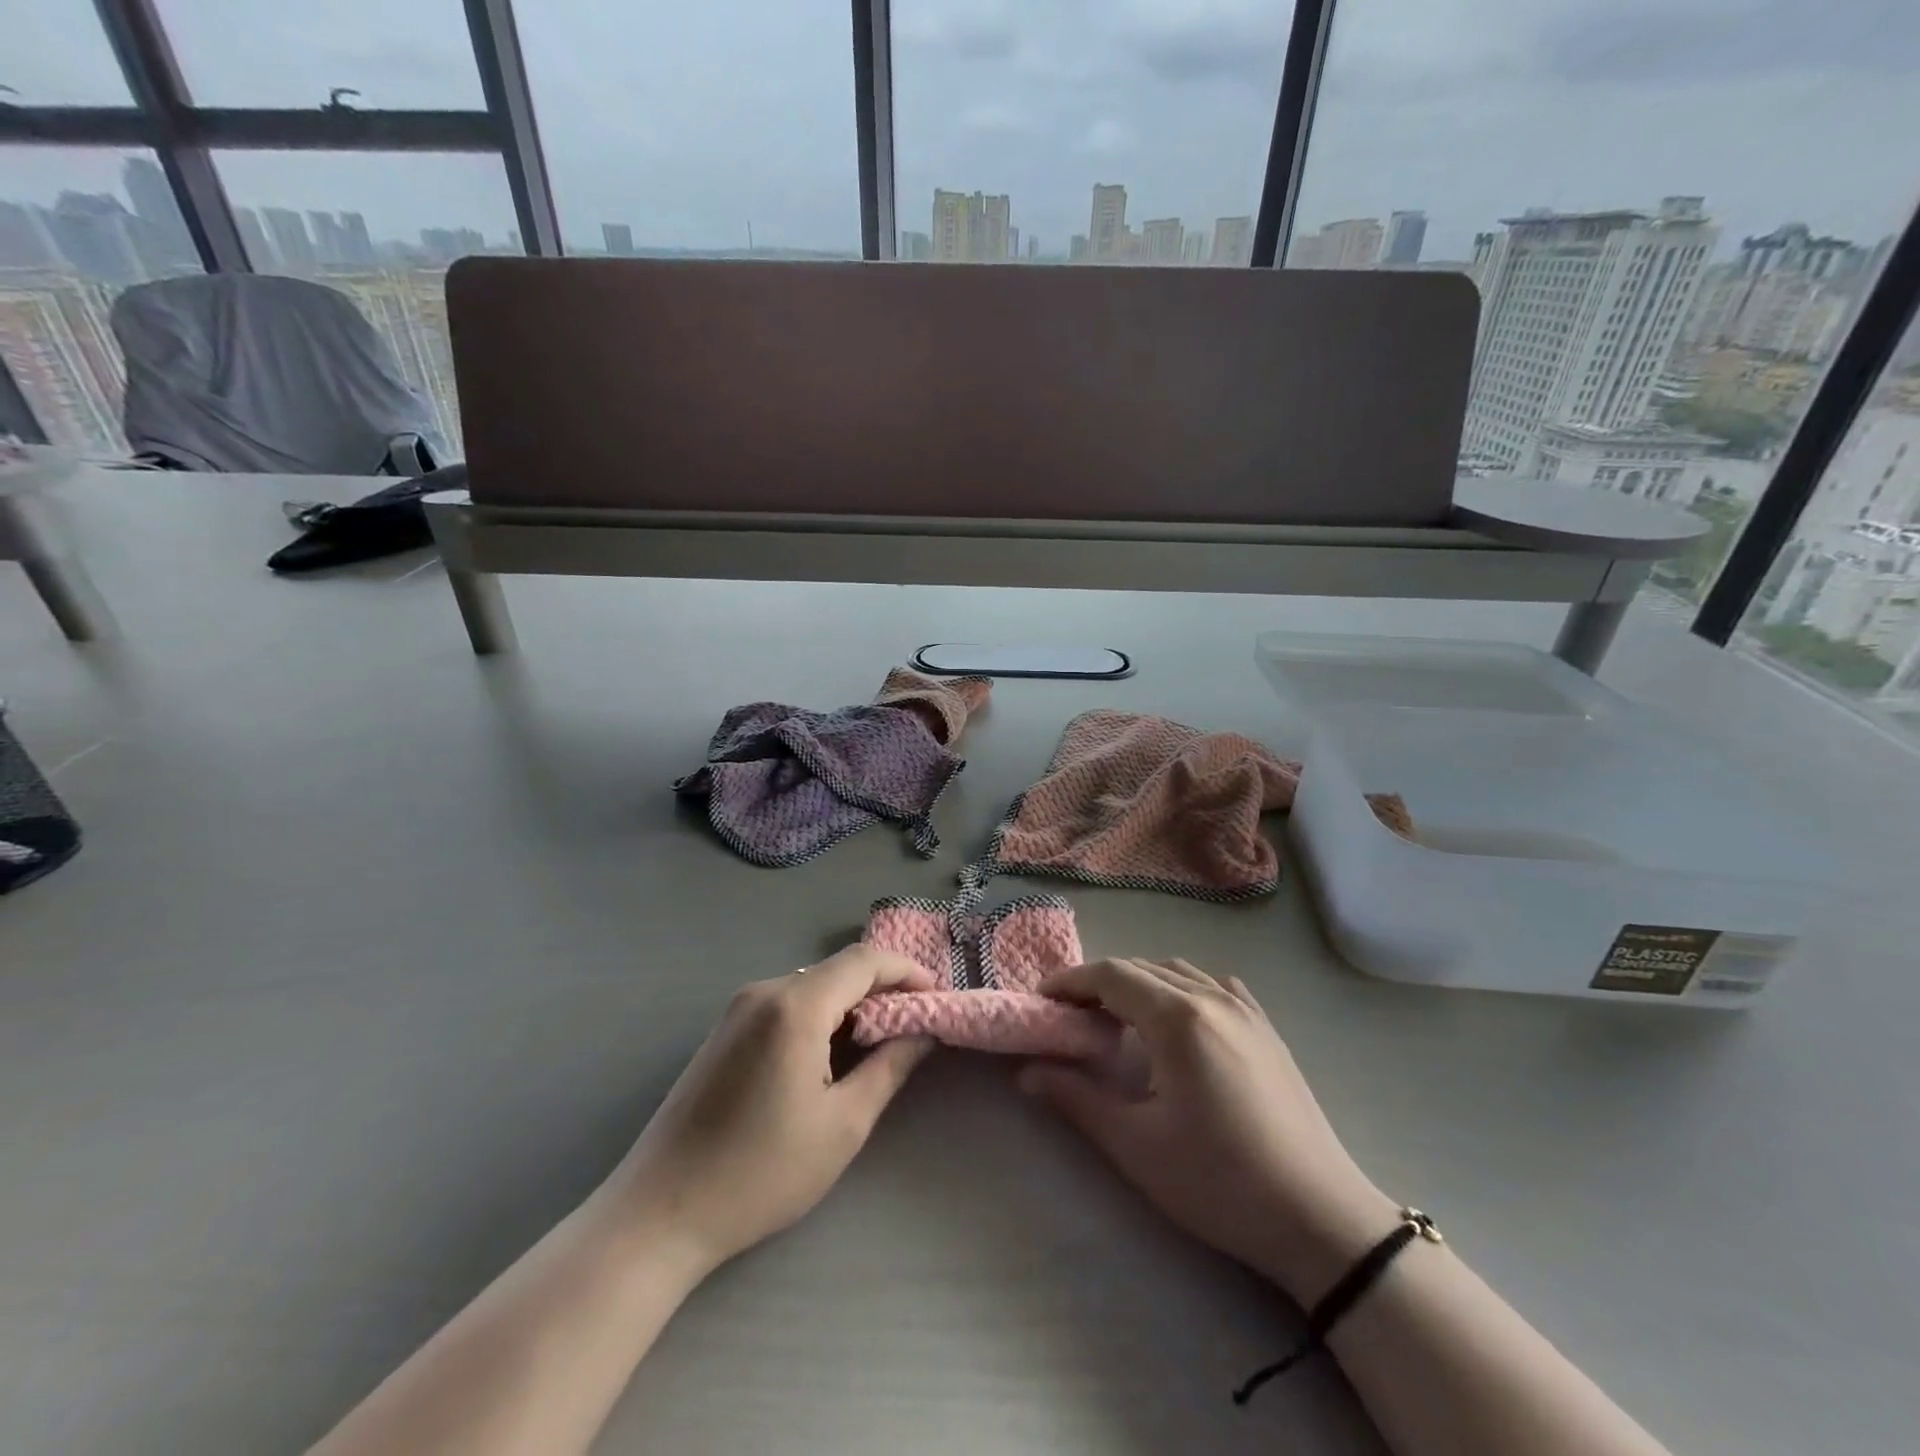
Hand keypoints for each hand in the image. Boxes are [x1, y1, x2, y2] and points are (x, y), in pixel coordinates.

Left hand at [604, 945, 935, 1276]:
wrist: (658, 1214)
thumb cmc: (760, 1173)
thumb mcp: (842, 1125)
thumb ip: (889, 1067)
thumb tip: (923, 1031)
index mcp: (795, 1006)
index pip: (864, 961)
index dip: (906, 971)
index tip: (936, 997)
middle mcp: (764, 991)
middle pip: (837, 970)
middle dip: (882, 989)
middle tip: (915, 1025)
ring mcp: (738, 1009)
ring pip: (812, 986)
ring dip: (851, 1004)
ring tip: (880, 1042)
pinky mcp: (724, 1031)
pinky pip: (786, 1004)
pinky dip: (820, 1016)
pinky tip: (830, 1056)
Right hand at [1021, 958, 1398, 1305]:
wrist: (1320, 1219)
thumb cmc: (1220, 1182)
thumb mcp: (1136, 1145)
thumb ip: (1076, 1099)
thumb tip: (1027, 1073)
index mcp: (1178, 1018)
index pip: (1111, 974)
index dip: (1071, 981)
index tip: (1042, 1000)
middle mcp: (1212, 997)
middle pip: (1142, 968)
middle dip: (1099, 983)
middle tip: (1070, 1016)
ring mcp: (1246, 1010)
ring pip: (1177, 973)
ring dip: (1139, 984)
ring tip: (1116, 1019)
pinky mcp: (1267, 1029)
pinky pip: (1213, 986)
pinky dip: (1181, 989)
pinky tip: (1177, 1020)